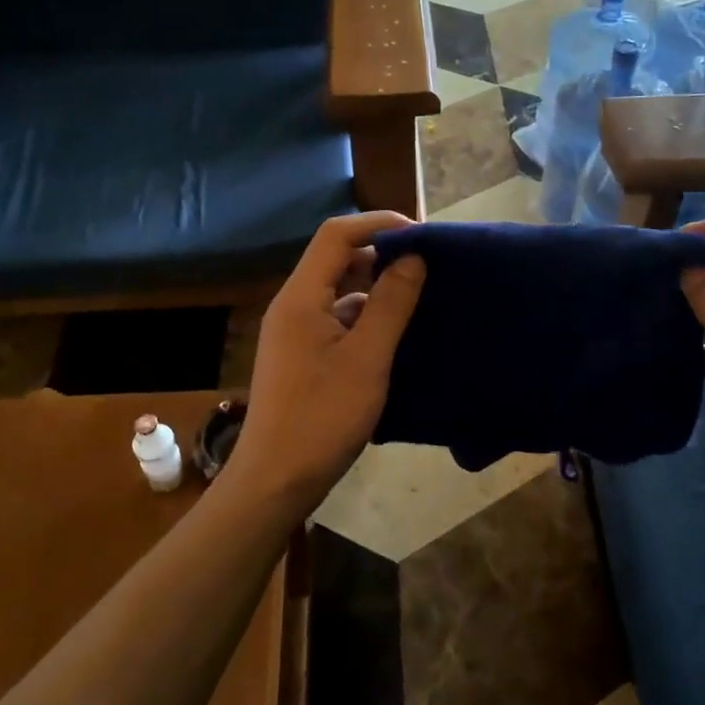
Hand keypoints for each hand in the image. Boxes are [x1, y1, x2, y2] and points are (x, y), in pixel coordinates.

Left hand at [229, 212, 425, 511]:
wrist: (276, 480)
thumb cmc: (322, 417)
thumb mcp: (367, 359)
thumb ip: (391, 304)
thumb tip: (414, 257)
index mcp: (301, 297)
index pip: (337, 234)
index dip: (378, 224)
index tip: (422, 235)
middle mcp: (294, 306)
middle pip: (337, 260)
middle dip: (381, 255)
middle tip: (428, 266)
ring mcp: (296, 334)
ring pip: (339, 293)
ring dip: (376, 289)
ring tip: (420, 298)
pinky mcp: (303, 358)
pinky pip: (338, 322)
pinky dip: (367, 319)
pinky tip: (396, 336)